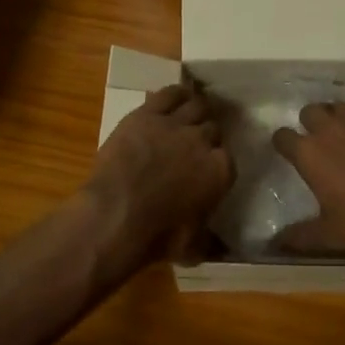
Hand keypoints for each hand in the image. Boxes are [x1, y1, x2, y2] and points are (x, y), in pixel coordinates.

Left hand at [85, 80, 233, 271]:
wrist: (116, 216)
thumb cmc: (157, 237)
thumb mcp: (192, 248)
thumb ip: (211, 242)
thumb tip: (224, 251)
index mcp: (221, 171)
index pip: (227, 157)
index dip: (217, 160)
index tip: (209, 167)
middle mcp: (203, 142)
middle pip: (213, 127)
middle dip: (207, 134)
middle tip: (196, 142)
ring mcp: (175, 125)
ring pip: (196, 105)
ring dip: (197, 109)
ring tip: (192, 113)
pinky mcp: (147, 114)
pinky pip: (169, 94)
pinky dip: (176, 93)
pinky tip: (177, 95)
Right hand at [271, 103, 344, 270]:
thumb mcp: (331, 237)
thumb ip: (298, 237)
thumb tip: (274, 243)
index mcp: (311, 153)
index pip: (282, 136)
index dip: (283, 144)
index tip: (288, 153)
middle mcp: (333, 128)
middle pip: (310, 111)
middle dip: (310, 123)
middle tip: (319, 142)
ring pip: (341, 107)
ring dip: (339, 118)